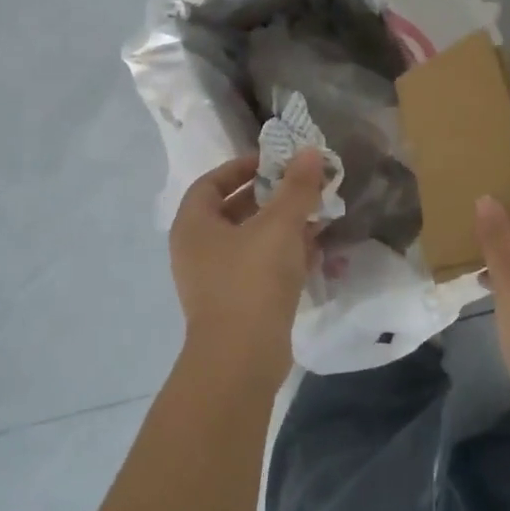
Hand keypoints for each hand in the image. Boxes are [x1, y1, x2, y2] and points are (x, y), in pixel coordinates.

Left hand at [168, 150, 326, 396]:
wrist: (241, 359)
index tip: (274, 163)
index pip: (212, 182)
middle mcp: (196, 250)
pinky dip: (282, 256)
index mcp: (194, 224)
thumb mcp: (279, 225)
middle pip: (232, 210)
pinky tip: (313, 252)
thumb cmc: (252, 280)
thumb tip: (309, 151)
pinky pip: (257, 268)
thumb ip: (296, 187)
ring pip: (249, 241)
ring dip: (281, 227)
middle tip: (303, 188)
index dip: (241, 167)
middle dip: (270, 197)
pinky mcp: (234, 304)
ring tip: (316, 217)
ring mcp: (213, 280)